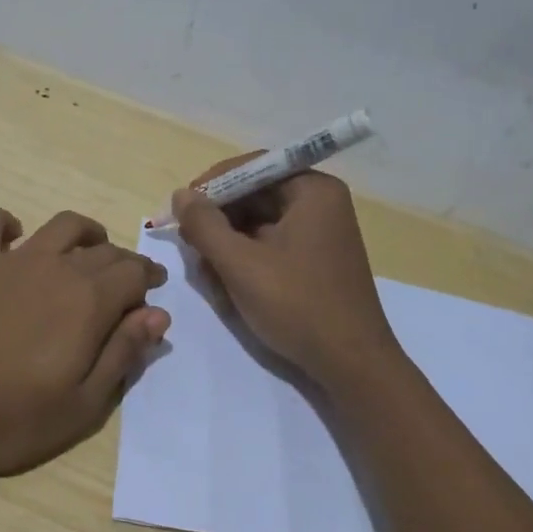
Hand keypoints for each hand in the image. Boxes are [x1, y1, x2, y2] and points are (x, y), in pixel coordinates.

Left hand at [0, 208, 170, 474]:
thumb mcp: (81, 405)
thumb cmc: (8, 416)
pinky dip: (4, 222)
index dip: (149, 280)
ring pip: (60, 226)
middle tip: (128, 281)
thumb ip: (122, 355)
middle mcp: (57, 269)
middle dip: (124, 262)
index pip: (133, 274)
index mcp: (89, 302)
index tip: (153, 292)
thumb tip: (158, 315)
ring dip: (84, 231)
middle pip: (103, 251)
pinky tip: (11, 235)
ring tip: (89, 247)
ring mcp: (12, 261)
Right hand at [171, 156, 401, 386]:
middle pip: (255, 194)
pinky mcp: (316, 259)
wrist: (351, 364)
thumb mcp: (241, 264)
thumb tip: (181, 195)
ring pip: (260, 222)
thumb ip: (205, 225)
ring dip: (229, 241)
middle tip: (190, 243)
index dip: (212, 184)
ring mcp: (320, 232)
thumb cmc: (297, 305)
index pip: (253, 167)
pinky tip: (227, 281)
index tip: (182, 208)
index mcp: (312, 190)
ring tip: (207, 269)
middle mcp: (321, 202)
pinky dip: (246, 257)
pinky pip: (272, 243)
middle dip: (219, 218)